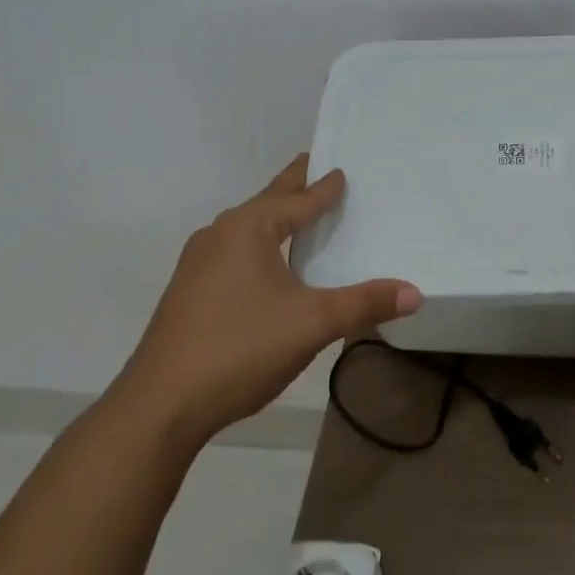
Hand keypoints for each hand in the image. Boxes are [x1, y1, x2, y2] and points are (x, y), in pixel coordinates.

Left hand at [109, 155, 421, 441]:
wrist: (159, 407)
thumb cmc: (240, 349)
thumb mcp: (312, 324)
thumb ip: (364, 304)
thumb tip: (415, 292)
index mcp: (250, 228)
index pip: (299, 198)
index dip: (325, 186)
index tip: (343, 170)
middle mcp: (220, 234)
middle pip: (267, 201)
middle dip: (294, 186)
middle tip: (317, 167)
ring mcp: (198, 263)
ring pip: (246, 227)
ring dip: (274, 216)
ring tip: (297, 214)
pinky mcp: (188, 291)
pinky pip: (233, 250)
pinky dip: (257, 243)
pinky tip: (265, 265)